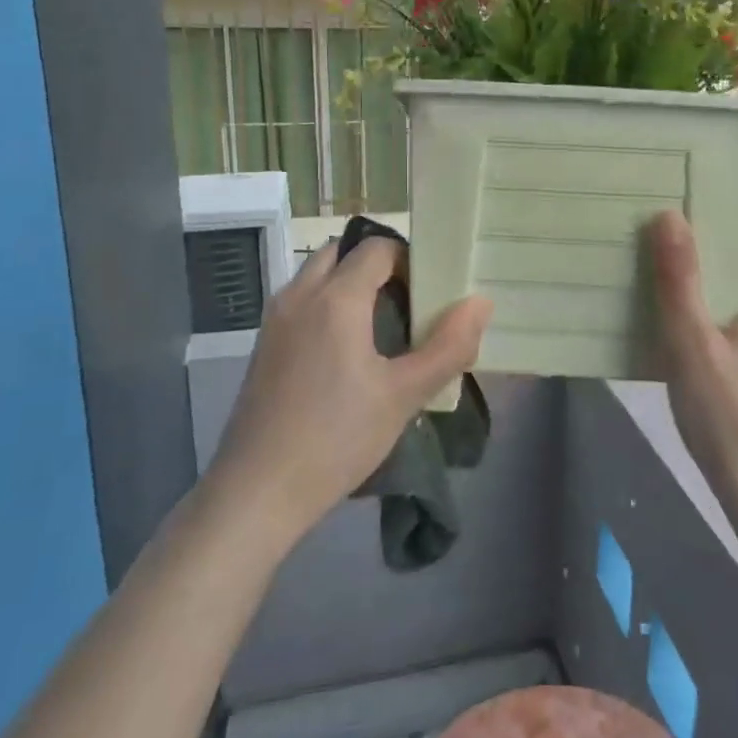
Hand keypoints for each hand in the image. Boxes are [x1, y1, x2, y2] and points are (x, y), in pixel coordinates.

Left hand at [200, 237, 491, 548]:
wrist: (257, 491)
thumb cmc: (338, 438)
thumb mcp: (404, 395)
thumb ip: (448, 346)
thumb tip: (480, 304)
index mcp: (336, 298)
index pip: (377, 247)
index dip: (409, 259)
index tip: (430, 291)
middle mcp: (299, 295)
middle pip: (342, 251)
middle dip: (376, 264)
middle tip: (407, 302)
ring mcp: (275, 319)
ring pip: (317, 275)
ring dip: (349, 282)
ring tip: (381, 327)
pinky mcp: (263, 345)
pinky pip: (301, 301)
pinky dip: (327, 304)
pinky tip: (347, 353)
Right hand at [647, 211, 737, 518]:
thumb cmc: (731, 423)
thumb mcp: (692, 349)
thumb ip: (680, 281)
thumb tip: (670, 215)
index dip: (730, 229)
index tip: (689, 236)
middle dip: (720, 272)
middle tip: (674, 280)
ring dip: (729, 310)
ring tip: (687, 325)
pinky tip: (714, 368)